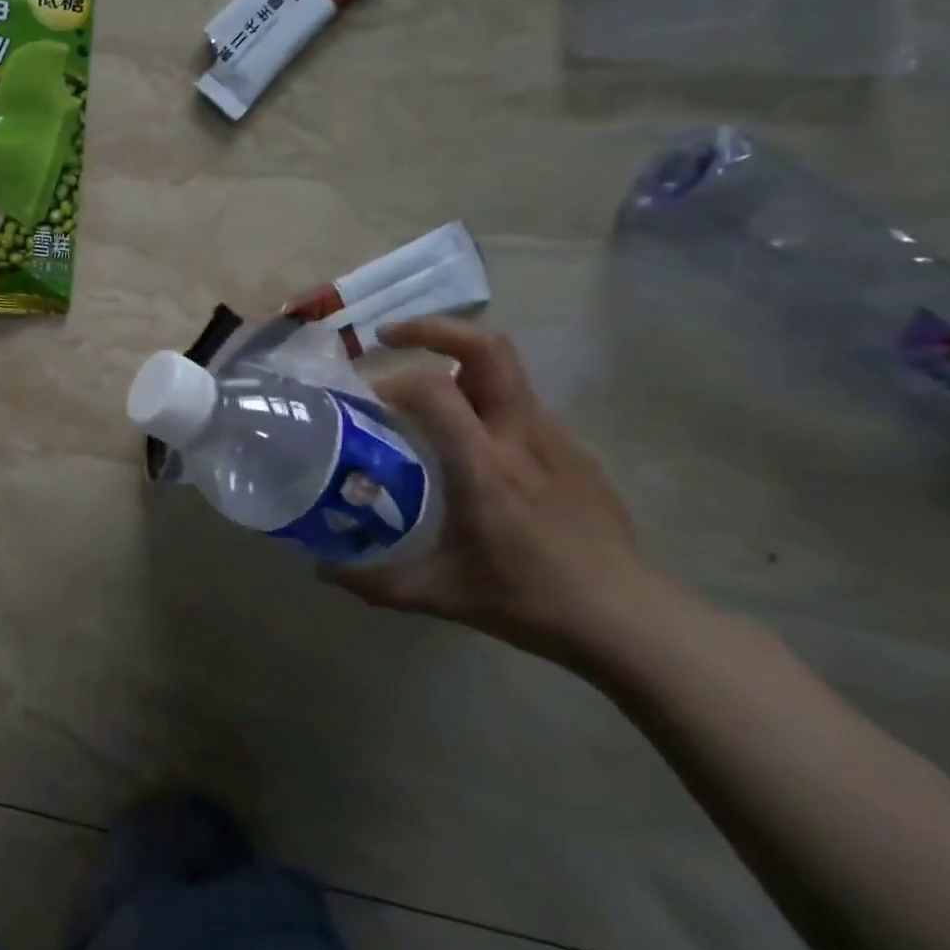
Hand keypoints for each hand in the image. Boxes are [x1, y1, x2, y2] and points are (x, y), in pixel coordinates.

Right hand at [325, 318, 679, 668]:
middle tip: (389, 339)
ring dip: (457, 365)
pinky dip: (484, 401)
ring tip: (423, 395)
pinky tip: (470, 442)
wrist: (627, 620)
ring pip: (504, 370)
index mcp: (484, 465)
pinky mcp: (573, 450)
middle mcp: (521, 436)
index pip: (434, 388)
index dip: (392, 381)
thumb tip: (322, 569)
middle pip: (486, 349)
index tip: (366, 399)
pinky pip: (520, 405)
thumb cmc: (528, 601)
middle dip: (433, 330)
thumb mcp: (438, 594)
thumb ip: (373, 580)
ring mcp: (555, 438)